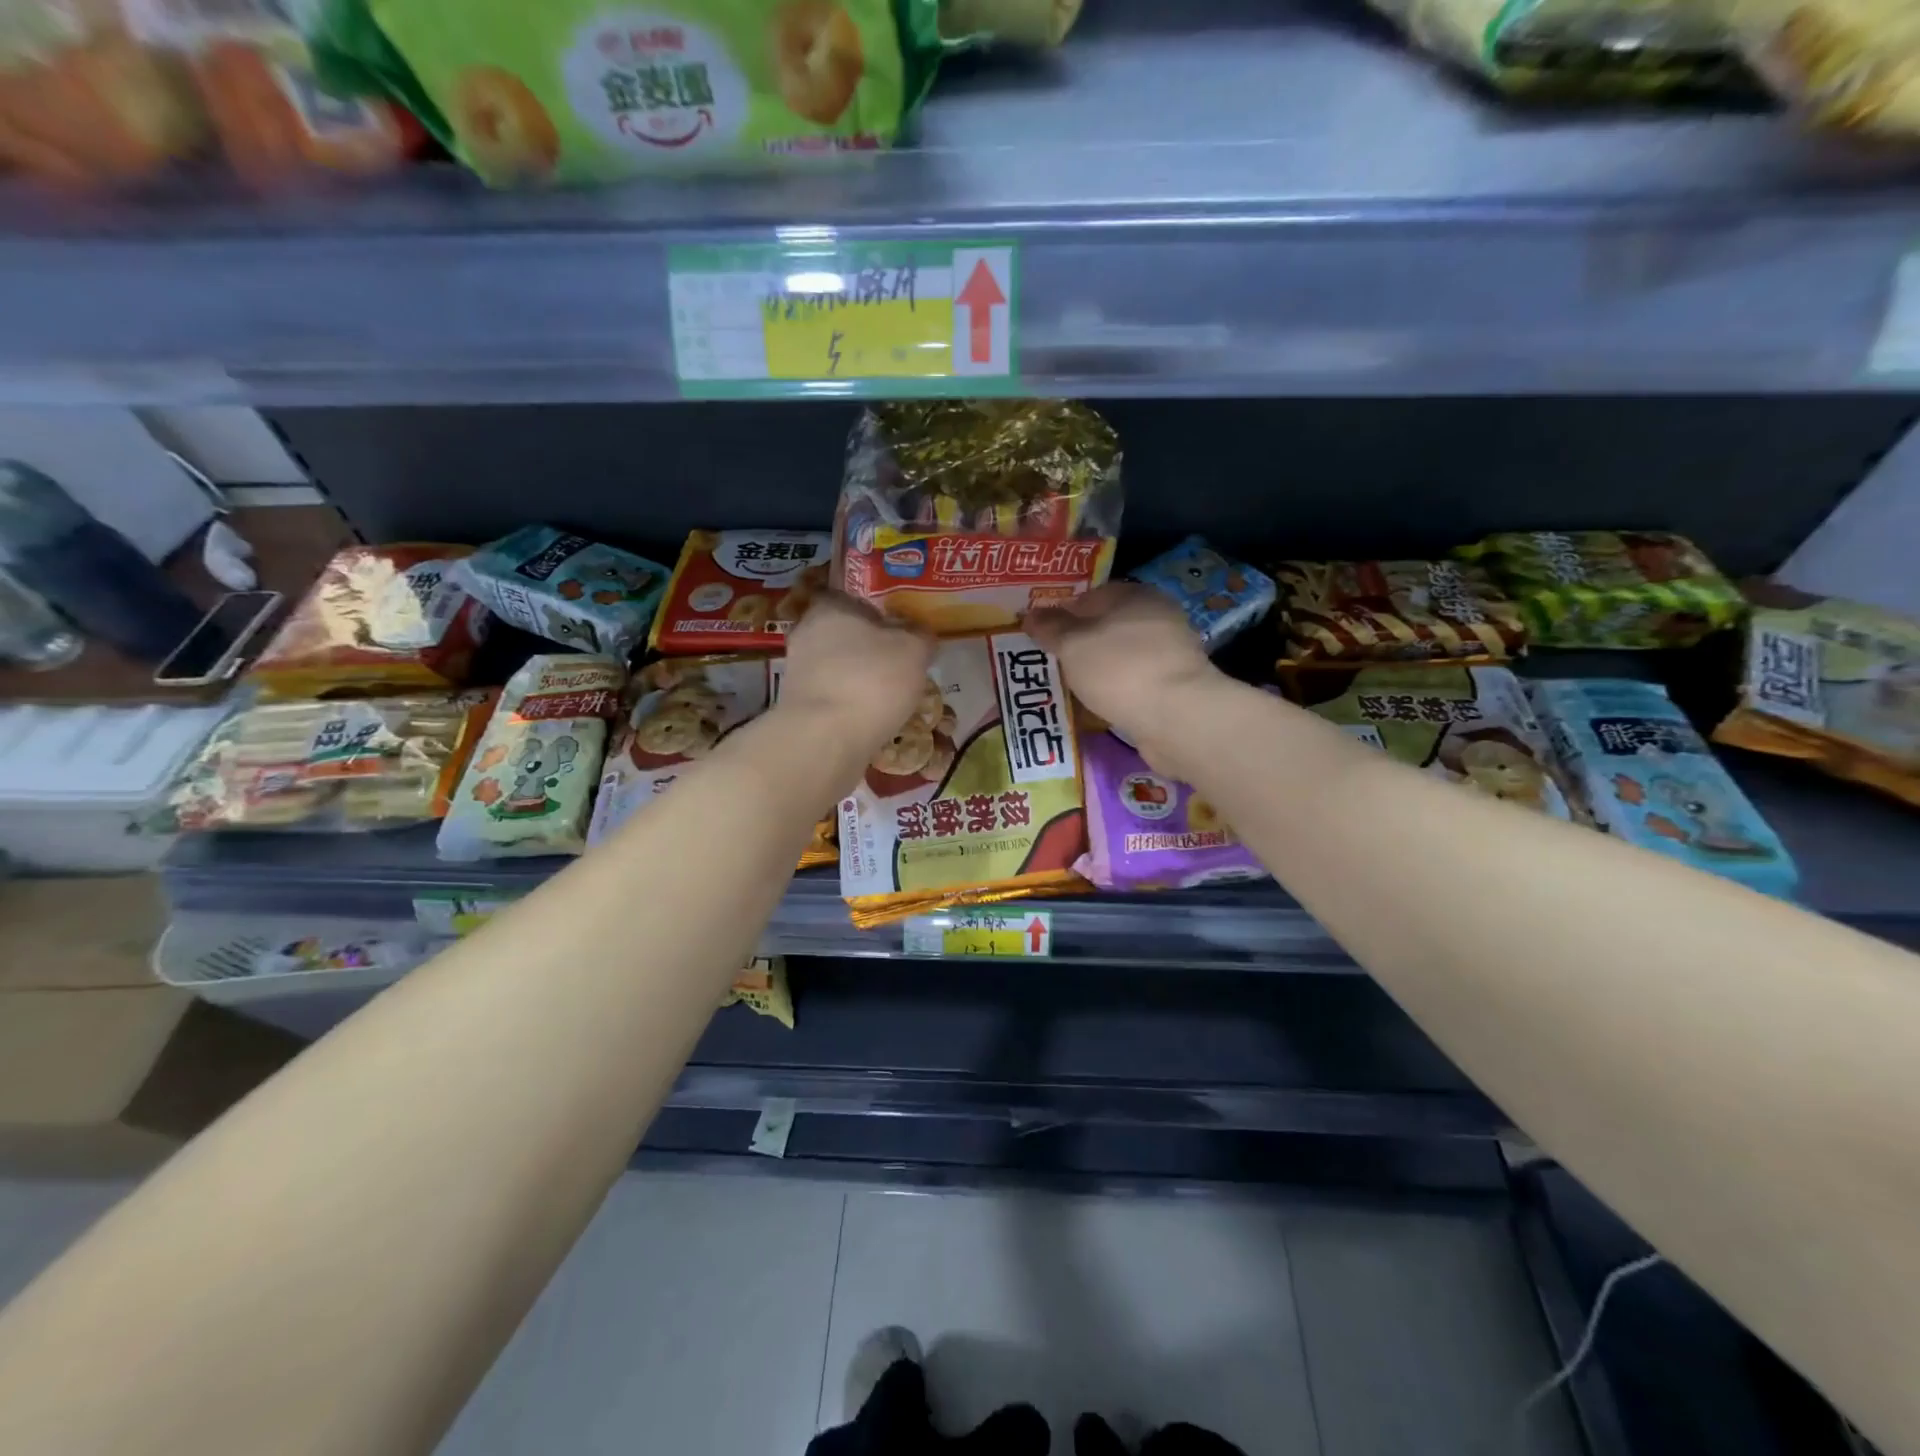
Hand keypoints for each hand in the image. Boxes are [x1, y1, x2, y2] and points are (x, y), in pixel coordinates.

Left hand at [779, 591, 934, 746]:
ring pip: (839, 668)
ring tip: (893, 696)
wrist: (824, 740)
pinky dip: (851, 704)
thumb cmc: (870, 681)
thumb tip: (921, 634)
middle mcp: (807, 633)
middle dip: (871, 648)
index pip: (853, 597)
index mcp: (830, 607)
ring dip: (861, 679)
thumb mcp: (913, 650)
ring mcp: (798, 672)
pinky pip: (833, 697)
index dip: (879, 610)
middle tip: (902, 663)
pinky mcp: (798, 706)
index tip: (901, 626)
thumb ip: (920, 636)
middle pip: (846, 634)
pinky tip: (873, 718)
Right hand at [1026, 584, 1220, 754]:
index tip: (1039, 636)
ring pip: (1120, 656)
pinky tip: (1096, 706)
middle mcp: (1156, 617)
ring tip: (1068, 688)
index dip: (1061, 614)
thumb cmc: (1119, 669)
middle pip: (1106, 627)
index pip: (1089, 596)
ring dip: (1097, 671)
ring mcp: (1169, 653)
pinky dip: (1114, 691)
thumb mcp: (1073, 645)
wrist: (1177, 718)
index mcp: (1134, 595)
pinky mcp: (1173, 686)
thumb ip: (1050, 628)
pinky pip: (1133, 683)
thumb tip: (1031, 614)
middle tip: (1050, 664)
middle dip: (1079, 645)